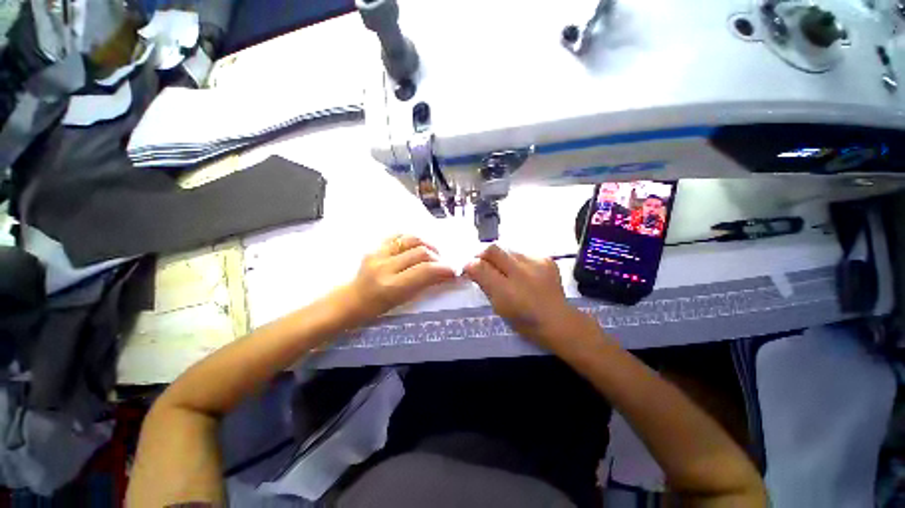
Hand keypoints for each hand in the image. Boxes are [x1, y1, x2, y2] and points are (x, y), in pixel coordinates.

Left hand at [343, 235, 456, 321]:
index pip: (425, 270)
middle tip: (443, 263)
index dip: (444, 268)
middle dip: (438, 257)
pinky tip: (417, 245)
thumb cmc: (378, 308)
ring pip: (411, 239)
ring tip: (432, 253)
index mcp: (391, 286)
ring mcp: (377, 253)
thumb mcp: (403, 301)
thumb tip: (445, 274)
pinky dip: (412, 238)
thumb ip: (424, 285)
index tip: (454, 270)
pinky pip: (398, 235)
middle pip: (421, 252)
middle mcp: (384, 267)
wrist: (352, 299)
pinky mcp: (374, 246)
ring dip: (427, 244)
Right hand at [464, 245, 597, 350]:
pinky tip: (522, 273)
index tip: (469, 268)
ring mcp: (536, 262)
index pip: (480, 264)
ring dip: (501, 258)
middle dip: (483, 254)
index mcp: (506, 288)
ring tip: (505, 271)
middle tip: (482, 264)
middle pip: (493, 249)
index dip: (471, 262)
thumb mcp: (499, 305)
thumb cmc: (524, 320)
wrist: (558, 322)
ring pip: (509, 250)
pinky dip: (517, 261)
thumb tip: (471, 265)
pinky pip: (524, 254)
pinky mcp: (547, 260)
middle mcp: (521, 270)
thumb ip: (484, 283)